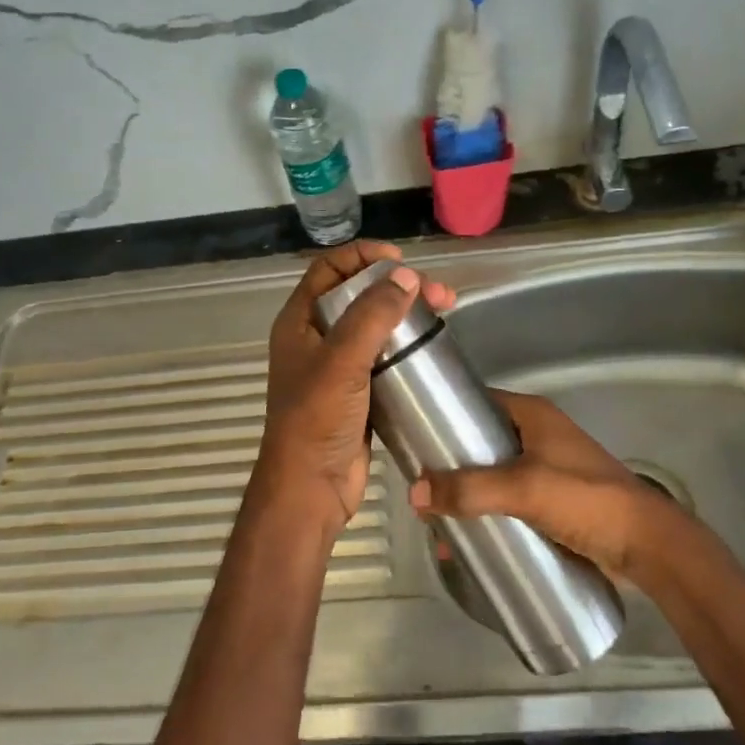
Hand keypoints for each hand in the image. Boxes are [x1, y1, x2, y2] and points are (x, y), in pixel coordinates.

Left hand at [255, 240, 456, 539]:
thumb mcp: (341, 361)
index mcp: (299, 323)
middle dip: (396, 286)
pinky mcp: (358, 393)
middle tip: (437, 291)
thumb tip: (406, 277)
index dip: (362, 256)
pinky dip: (406, 346)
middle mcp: (315, 339)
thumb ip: (372, 315)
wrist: (310, 487)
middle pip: (356, 296)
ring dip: (406, 314)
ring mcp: (337, 368)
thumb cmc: (316, 419)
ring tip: (445, 310)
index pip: (328, 270)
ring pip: (374, 326)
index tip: (399, 259)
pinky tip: (432, 345)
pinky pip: (383, 358)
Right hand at [407, 390, 697, 582]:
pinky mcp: (551, 501)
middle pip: (480, 442)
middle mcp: (537, 436)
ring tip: (434, 517)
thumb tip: (414, 493)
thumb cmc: (586, 500)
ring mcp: (545, 469)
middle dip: (449, 464)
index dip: (445, 415)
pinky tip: (464, 538)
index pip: (477, 402)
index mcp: (533, 416)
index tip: (413, 436)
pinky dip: (485, 514)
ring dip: (465, 494)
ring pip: (491, 475)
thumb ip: (470, 489)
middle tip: (418, 485)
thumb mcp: (524, 488)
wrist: (647, 545)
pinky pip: (507, 502)